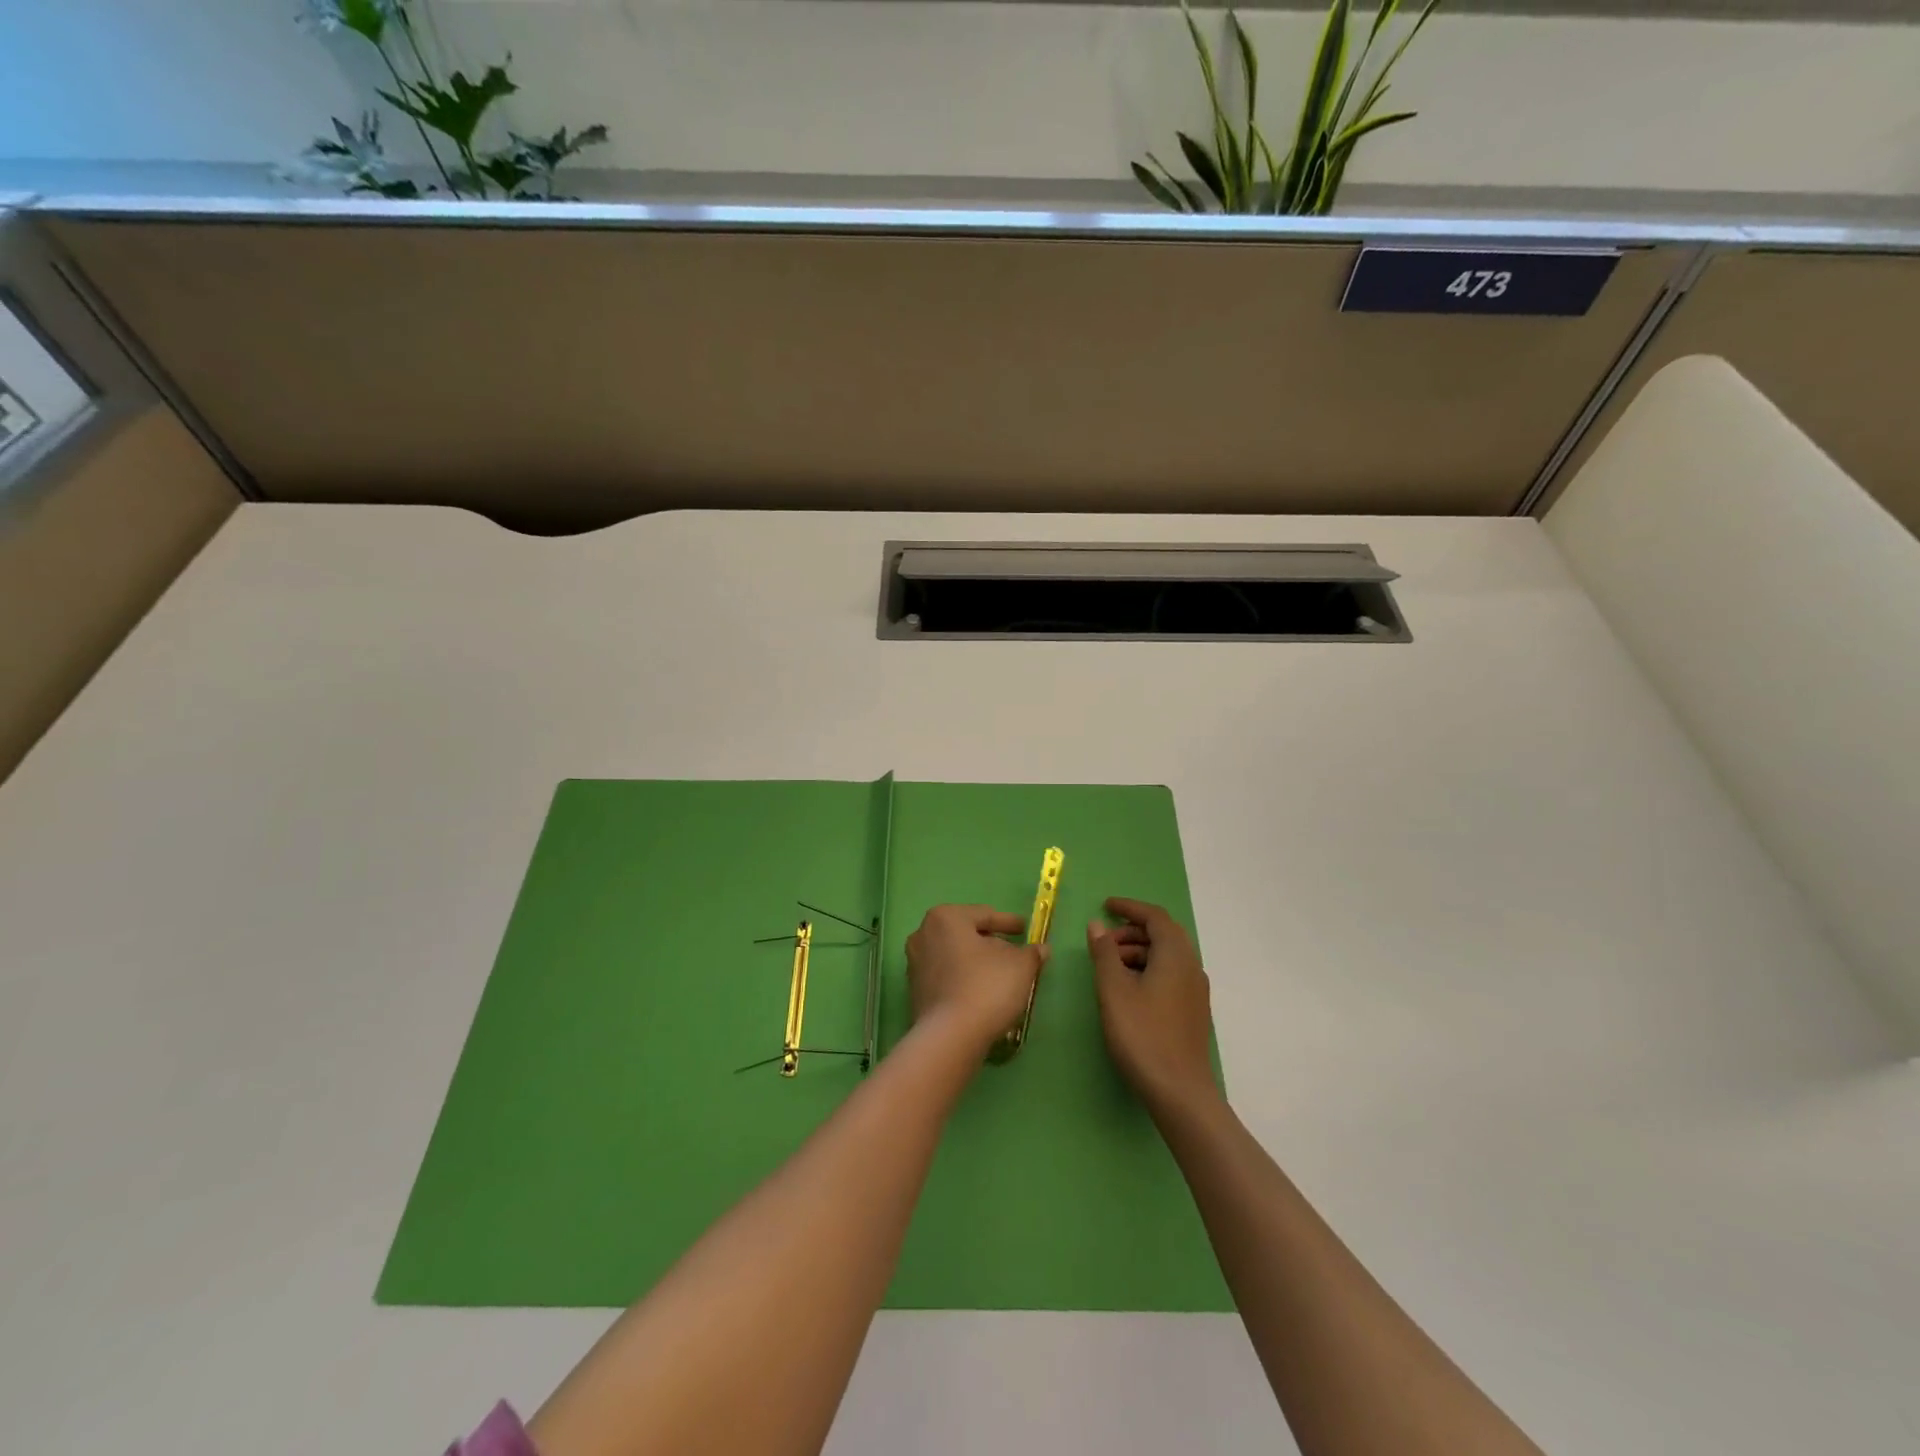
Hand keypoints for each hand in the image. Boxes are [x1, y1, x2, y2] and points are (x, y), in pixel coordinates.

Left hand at [905, 904, 1048, 1052]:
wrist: (950, 1037)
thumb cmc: (986, 987)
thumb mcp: (1020, 966)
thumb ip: (1031, 953)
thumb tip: (1040, 949)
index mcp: (946, 918)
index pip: (984, 915)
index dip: (1008, 922)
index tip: (1025, 929)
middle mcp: (923, 934)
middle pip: (966, 934)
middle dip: (990, 943)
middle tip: (1013, 952)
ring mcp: (915, 964)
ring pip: (955, 956)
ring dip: (976, 963)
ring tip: (1000, 975)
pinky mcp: (914, 991)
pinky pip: (946, 977)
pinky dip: (964, 980)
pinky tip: (981, 993)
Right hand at [1088, 897, 1217, 1117]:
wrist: (1180, 1092)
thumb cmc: (1143, 1034)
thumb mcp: (1114, 990)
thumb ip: (1104, 953)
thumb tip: (1097, 925)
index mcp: (1175, 955)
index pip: (1155, 916)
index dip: (1130, 907)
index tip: (1105, 905)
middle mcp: (1191, 966)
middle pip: (1163, 934)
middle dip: (1132, 931)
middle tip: (1102, 942)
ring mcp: (1195, 990)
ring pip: (1166, 956)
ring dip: (1138, 952)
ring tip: (1109, 968)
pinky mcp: (1193, 1011)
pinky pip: (1170, 975)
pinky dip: (1147, 969)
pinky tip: (1127, 990)